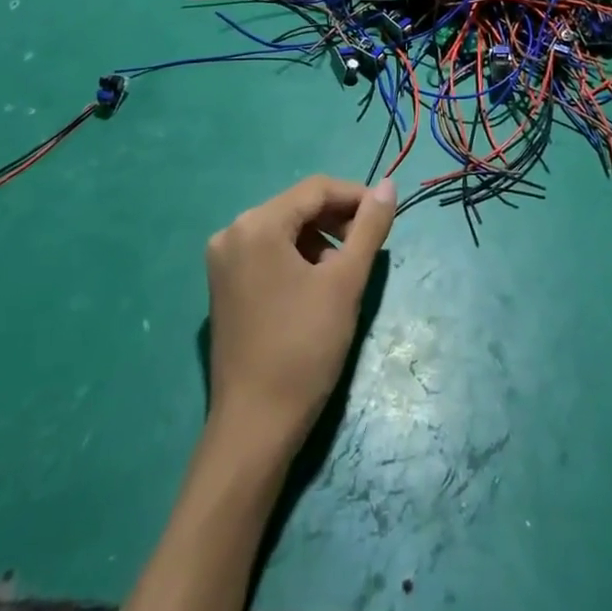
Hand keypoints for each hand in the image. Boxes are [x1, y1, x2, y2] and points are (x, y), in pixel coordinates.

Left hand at [205, 175, 395, 456]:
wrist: (255, 426)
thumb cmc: (304, 348)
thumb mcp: (345, 282)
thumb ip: (369, 227)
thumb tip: (389, 184)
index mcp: (256, 224)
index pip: (315, 189)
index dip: (355, 197)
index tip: (386, 217)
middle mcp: (232, 232)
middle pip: (297, 207)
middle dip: (337, 221)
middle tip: (368, 248)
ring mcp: (223, 260)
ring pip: (284, 230)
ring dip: (319, 240)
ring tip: (344, 273)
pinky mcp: (223, 285)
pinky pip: (267, 252)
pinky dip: (297, 258)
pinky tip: (316, 286)